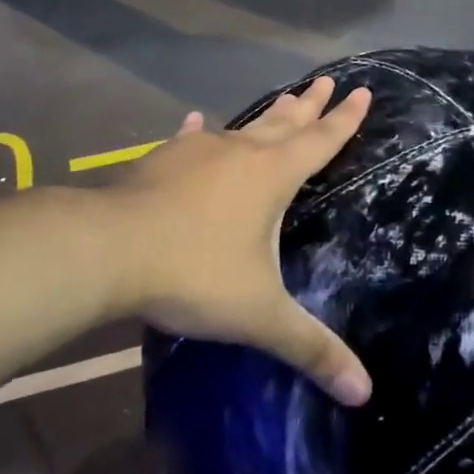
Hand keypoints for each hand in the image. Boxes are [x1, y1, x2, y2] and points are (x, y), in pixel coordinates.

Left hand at [114, 77, 374, 406]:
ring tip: (284, 99)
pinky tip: (197, 121)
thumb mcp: (259, 316)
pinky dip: (200, 132)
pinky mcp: (162, 161)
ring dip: (268, 116)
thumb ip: (310, 348)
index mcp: (272, 176)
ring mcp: (198, 152)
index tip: (362, 90)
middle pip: (285, 122)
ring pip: (243, 127)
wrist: (109, 250)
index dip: (345, 119)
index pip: (321, 140)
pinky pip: (191, 140)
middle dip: (311, 104)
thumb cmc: (195, 272)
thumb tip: (365, 393)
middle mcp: (240, 152)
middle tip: (328, 80)